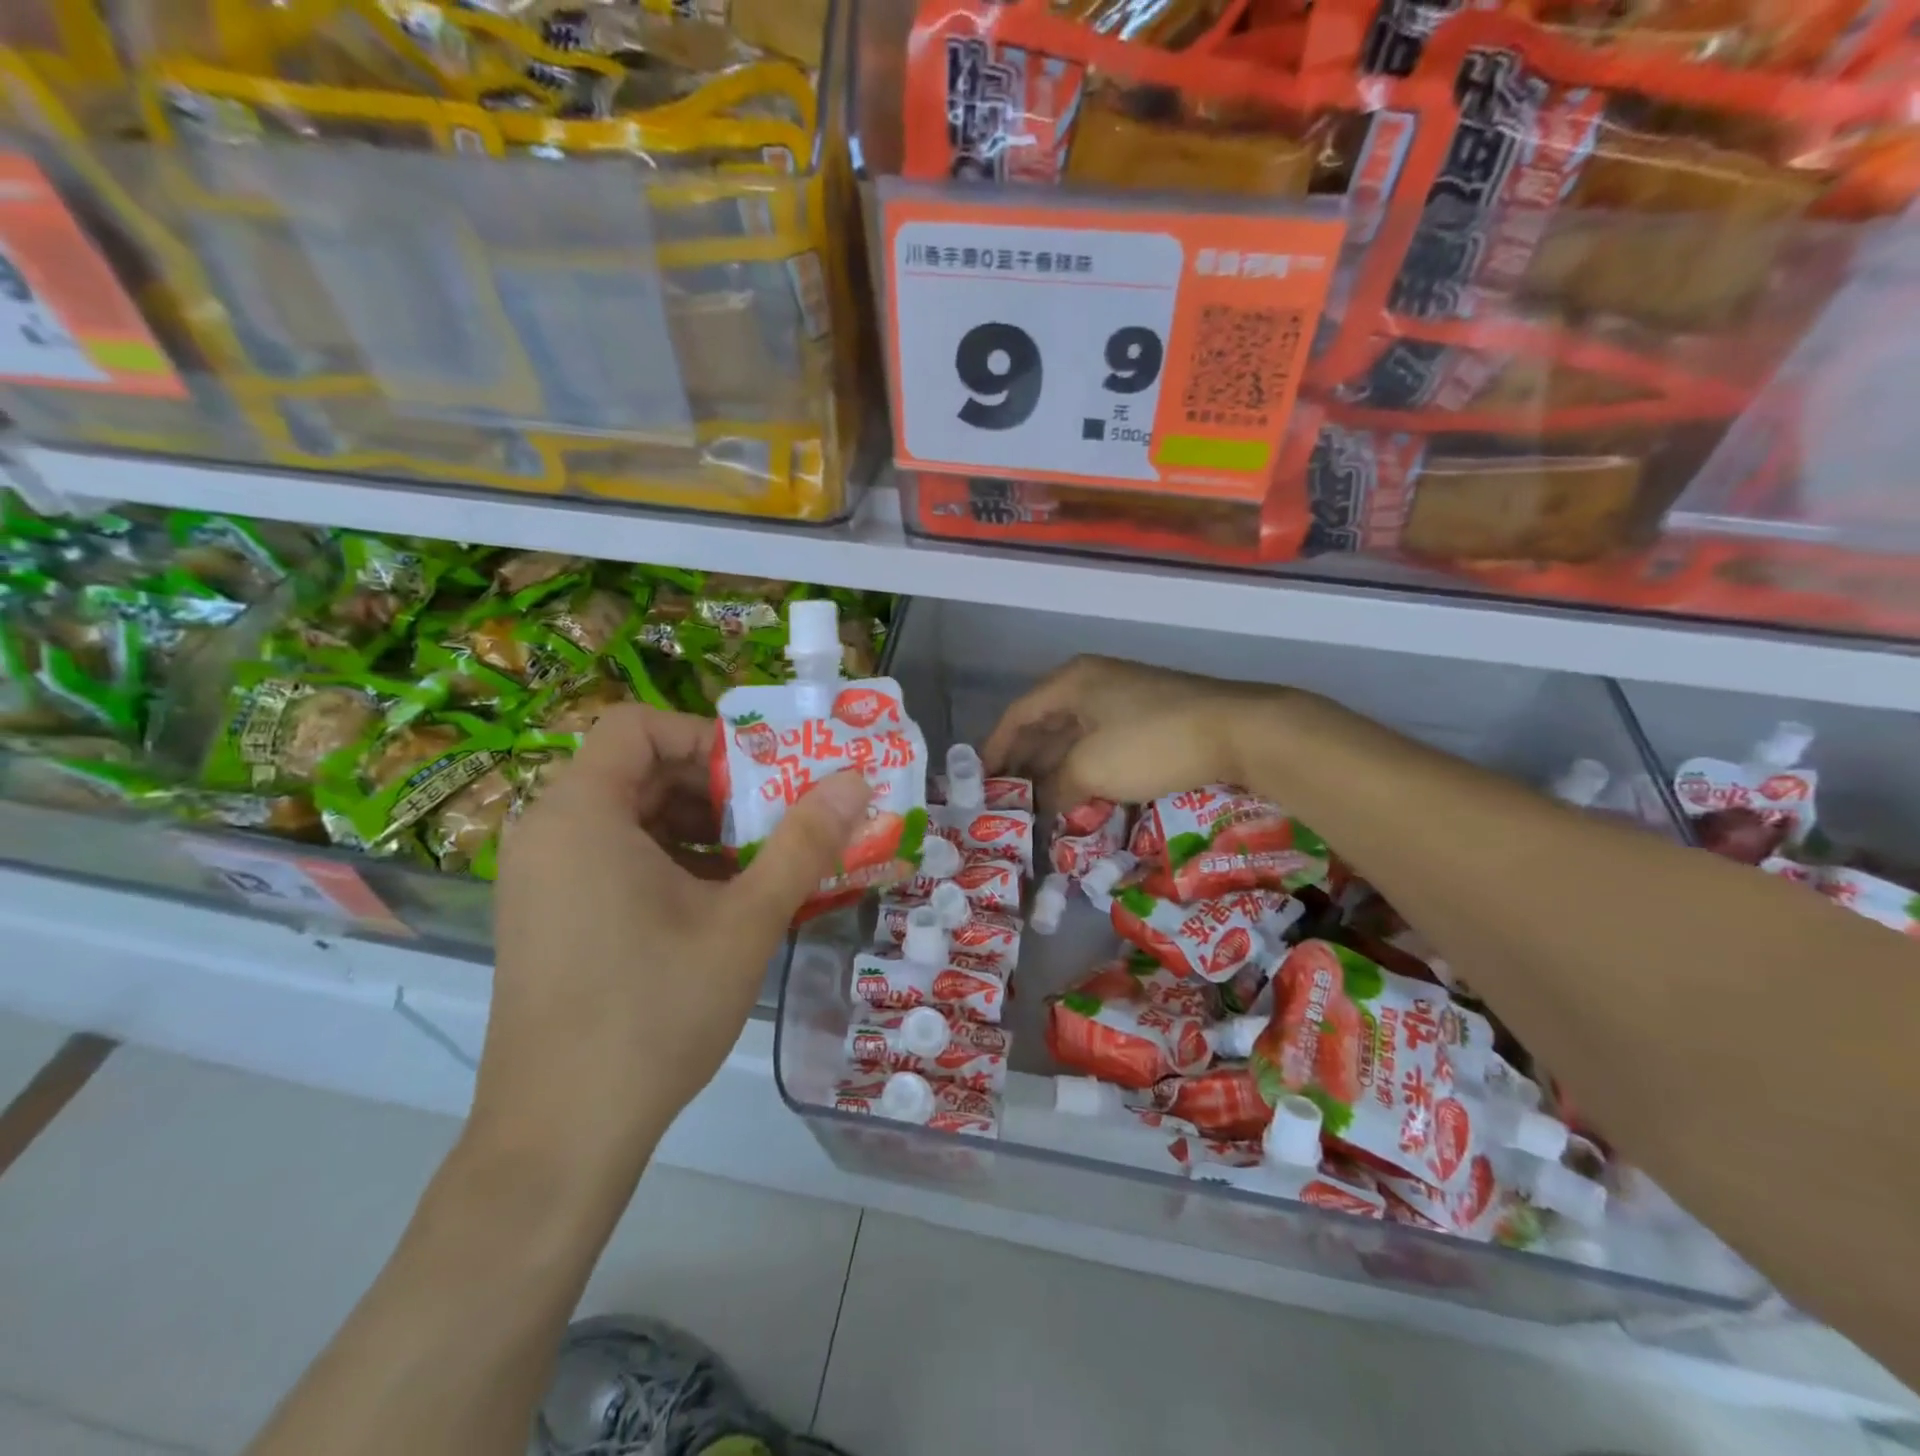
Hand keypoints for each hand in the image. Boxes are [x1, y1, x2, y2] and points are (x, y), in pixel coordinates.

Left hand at [480, 705, 871, 1194]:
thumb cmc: (655, 1011)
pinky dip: (670, 863)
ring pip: (629, 819)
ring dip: (699, 829)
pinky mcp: (547, 919)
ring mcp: (541, 880)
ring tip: (760, 863)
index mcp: (582, 814)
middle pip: (637, 771)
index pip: (638, 726)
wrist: (560, 1138)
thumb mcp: (746, 920)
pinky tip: (720, 905)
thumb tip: (855, 779)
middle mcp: (549, 834)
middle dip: (715, 788)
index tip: (762, 777)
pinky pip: (613, 860)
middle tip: (777, 818)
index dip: (706, 737)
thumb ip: (805, 842)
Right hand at [982, 655, 1284, 808]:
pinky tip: (1082, 795)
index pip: (1018, 714)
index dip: (996, 749)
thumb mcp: (1091, 769)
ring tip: (1039, 805)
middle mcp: (1093, 683)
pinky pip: (1102, 743)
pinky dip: (1086, 768)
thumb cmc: (1149, 742)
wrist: (1237, 730)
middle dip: (1025, 762)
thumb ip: (1056, 787)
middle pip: (1045, 724)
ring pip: (1076, 736)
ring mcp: (1124, 698)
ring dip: (1056, 769)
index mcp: (1071, 682)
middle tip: (1008, 800)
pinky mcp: (1149, 718)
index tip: (980, 782)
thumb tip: (1043, 805)